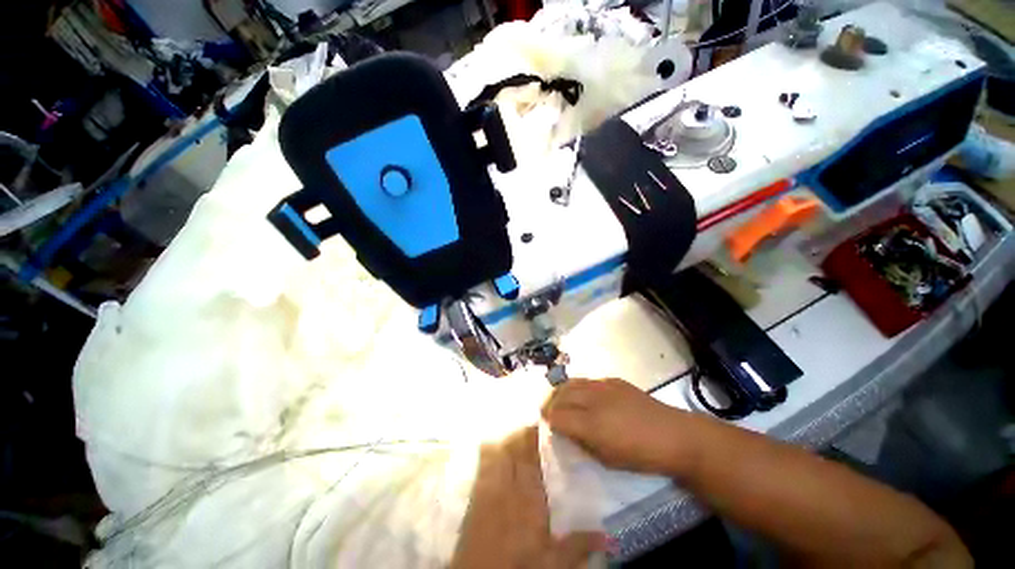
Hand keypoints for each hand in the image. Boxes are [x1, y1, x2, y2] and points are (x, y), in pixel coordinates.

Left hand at [450, 426, 608, 568]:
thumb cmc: (518, 568)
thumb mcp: (552, 563)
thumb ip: (578, 546)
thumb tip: (608, 536)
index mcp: (528, 499)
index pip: (531, 459)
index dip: (534, 439)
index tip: (541, 424)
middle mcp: (507, 486)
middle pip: (513, 449)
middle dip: (521, 433)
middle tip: (531, 423)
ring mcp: (488, 488)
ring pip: (497, 452)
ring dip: (506, 438)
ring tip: (514, 429)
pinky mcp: (475, 496)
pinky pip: (482, 464)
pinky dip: (487, 451)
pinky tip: (489, 443)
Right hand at [541, 378, 692, 474]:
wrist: (674, 436)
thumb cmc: (641, 456)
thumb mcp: (608, 460)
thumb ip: (583, 443)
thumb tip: (567, 431)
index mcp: (591, 424)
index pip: (558, 415)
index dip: (549, 419)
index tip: (547, 424)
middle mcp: (594, 400)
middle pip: (561, 395)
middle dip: (550, 403)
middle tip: (547, 411)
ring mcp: (604, 386)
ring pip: (572, 383)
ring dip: (561, 391)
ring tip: (558, 399)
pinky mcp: (614, 380)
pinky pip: (588, 380)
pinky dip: (578, 386)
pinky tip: (582, 394)